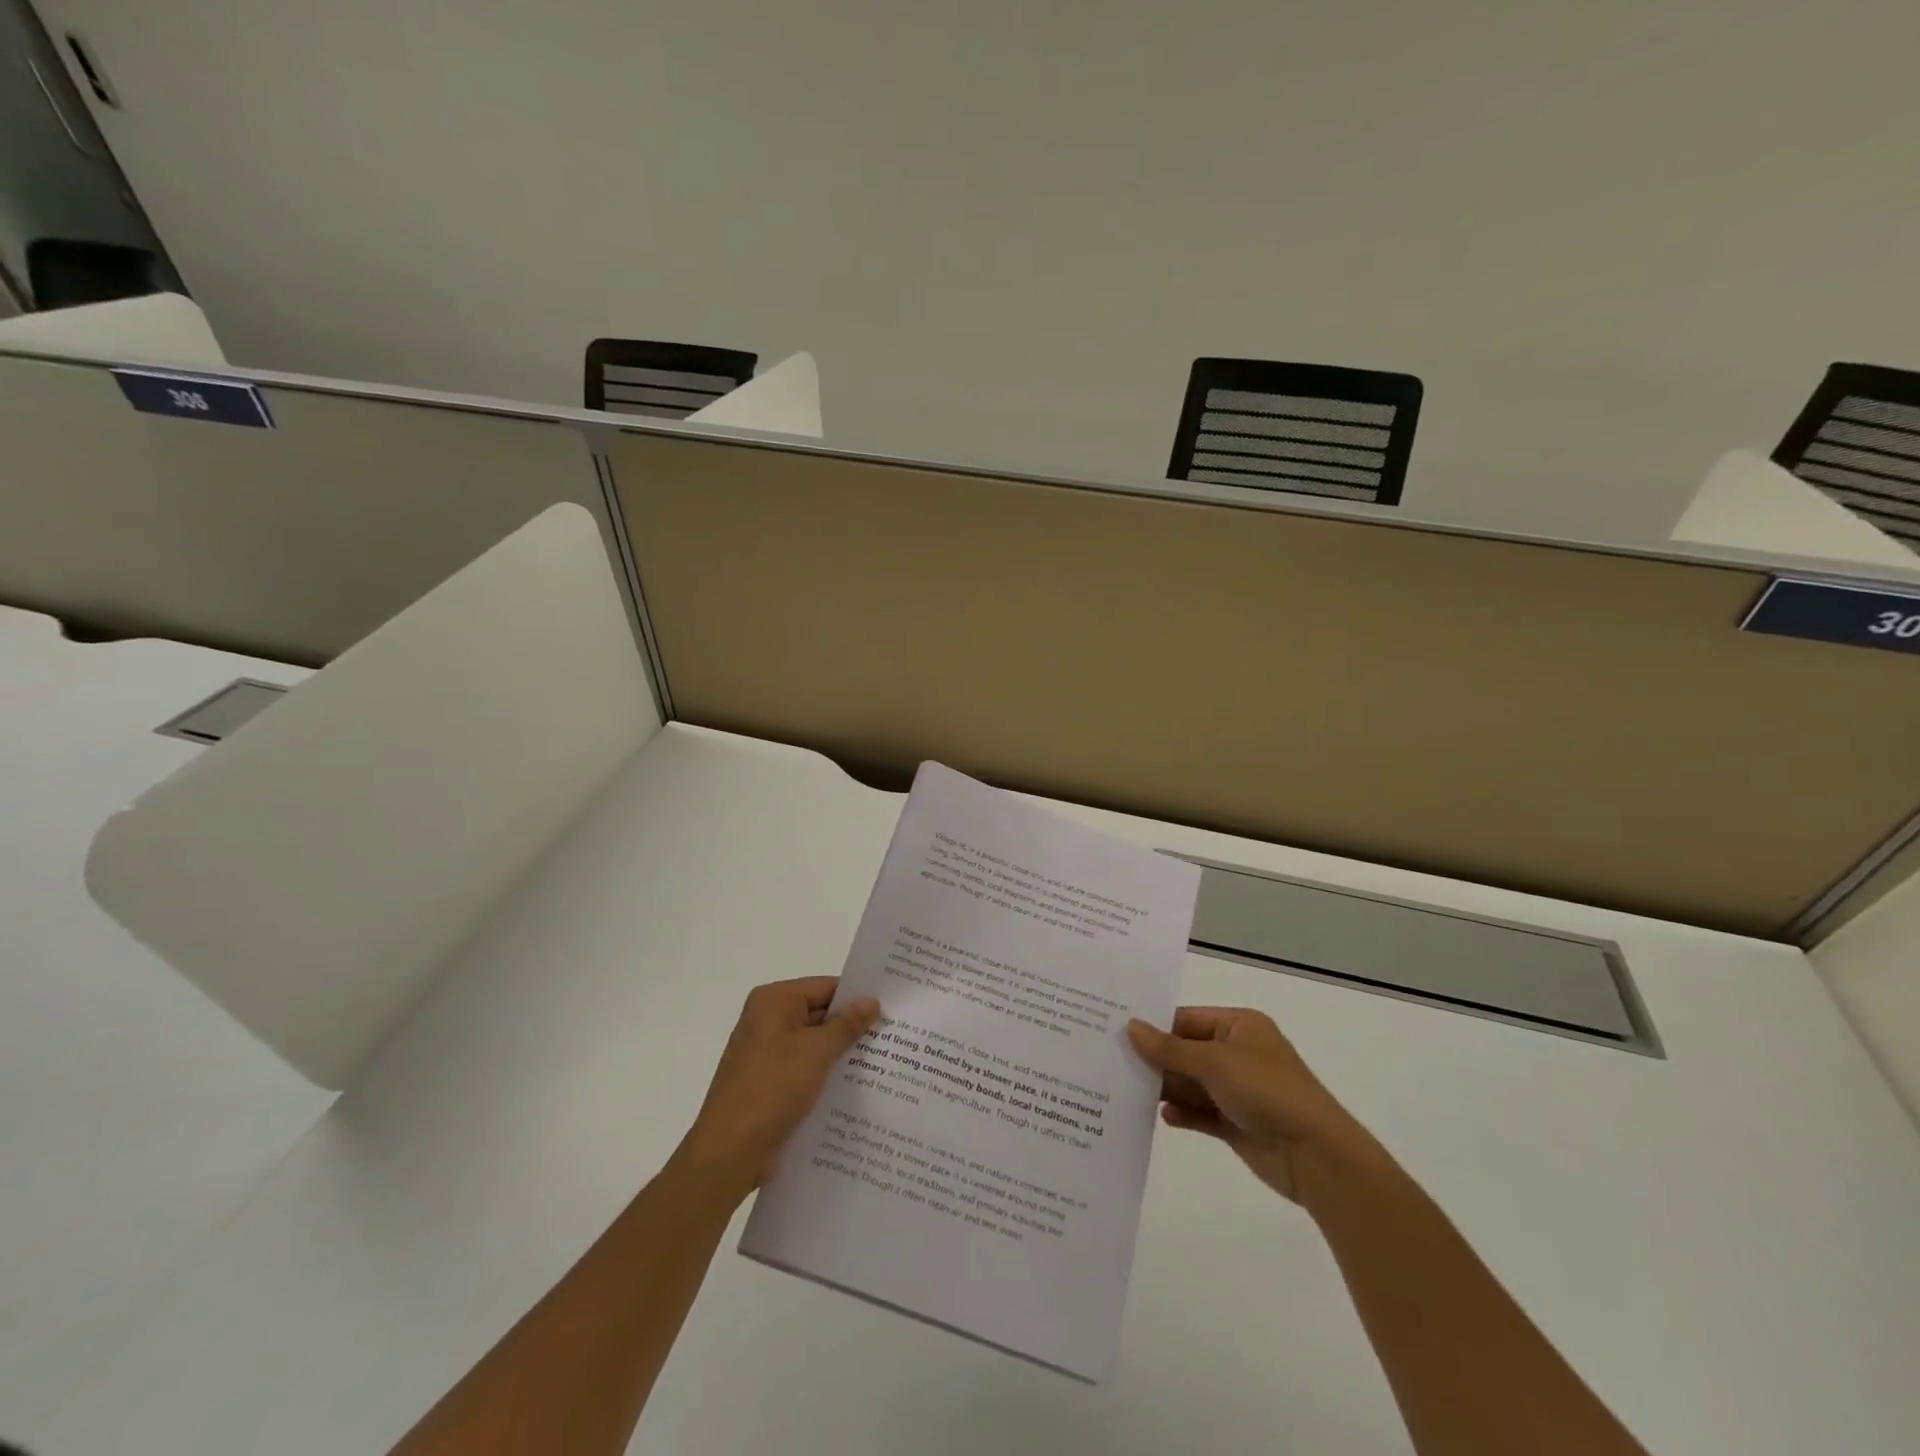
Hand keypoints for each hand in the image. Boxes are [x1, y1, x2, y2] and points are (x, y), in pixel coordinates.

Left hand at [677, 977, 880, 1197]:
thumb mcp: (816, 1051)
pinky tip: (858, 1089)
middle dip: (853, 1027)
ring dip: (843, 1054)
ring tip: (886, 1062)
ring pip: (815, 1045)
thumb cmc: (772, 1089)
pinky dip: (828, 1076)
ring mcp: (767, 1055)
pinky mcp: (770, 1084)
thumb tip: (871, 1001)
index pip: (825, 987)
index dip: (858, 997)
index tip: (891, 1007)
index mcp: (773, 1002)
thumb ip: (847, 1024)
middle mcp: (767, 1021)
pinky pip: (806, 1070)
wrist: (729, 1153)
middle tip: (896, 1035)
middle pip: (820, 1014)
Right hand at [1127, 1006, 1375, 1202]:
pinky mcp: (1236, 1123)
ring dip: (1166, 1087)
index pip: (1187, 1019)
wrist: (1316, 1156)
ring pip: (1191, 1084)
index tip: (1117, 1031)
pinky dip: (1182, 1113)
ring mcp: (1237, 1090)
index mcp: (1239, 1026)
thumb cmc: (1267, 1091)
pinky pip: (1200, 1113)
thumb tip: (1130, 1027)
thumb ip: (1169, 1048)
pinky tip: (1162, 1115)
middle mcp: (1238, 1053)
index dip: (1155, 1026)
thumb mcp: (1214, 1062)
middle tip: (1113, 1061)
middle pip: (1186, 1051)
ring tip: (1127, 1089)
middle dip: (1156, 1059)